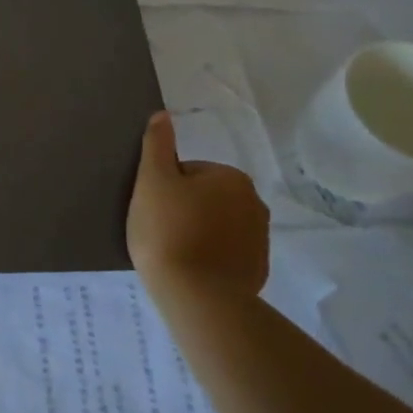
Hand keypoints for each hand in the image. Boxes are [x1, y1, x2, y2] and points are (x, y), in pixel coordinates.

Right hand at [126, 111, 269, 303]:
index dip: (165, 189)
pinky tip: (190, 270)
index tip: (154, 210)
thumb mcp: (152, 181)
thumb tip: (162, 114)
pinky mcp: (257, 270)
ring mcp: (260, 240)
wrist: (197, 297)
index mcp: (231, 178)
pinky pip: (226, 253)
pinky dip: (209, 258)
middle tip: (159, 230)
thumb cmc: (168, 230)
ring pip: (216, 225)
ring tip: (172, 252)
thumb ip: (157, 145)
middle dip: (184, 209)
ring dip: (197, 233)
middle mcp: (254, 203)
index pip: (188, 172)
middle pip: (205, 197)